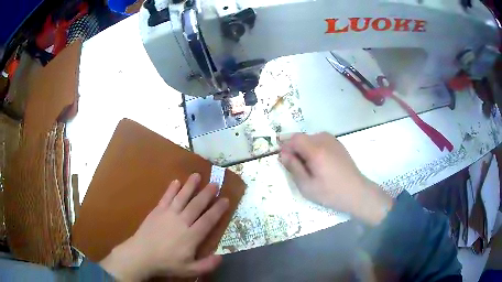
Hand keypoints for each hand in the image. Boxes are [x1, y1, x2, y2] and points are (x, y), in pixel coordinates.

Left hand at [99, 173, 228, 280]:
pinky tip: (176, 181)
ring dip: (190, 186)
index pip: (208, 220)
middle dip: (207, 194)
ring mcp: (168, 214)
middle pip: (197, 205)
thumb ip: (207, 265)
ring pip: (182, 197)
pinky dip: (171, 189)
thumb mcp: (190, 270)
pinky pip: (166, 197)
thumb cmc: (166, 263)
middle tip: (215, 183)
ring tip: (197, 175)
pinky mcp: (157, 211)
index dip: (218, 209)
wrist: (141, 255)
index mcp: (191, 236)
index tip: (225, 199)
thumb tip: (221, 256)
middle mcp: (182, 221)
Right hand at [279, 133, 392, 225]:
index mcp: (316, 150)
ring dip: (304, 148)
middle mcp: (324, 140)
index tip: (282, 158)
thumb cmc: (330, 193)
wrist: (356, 192)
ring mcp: (333, 141)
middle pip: (302, 138)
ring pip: (311, 139)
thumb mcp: (307, 186)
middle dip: (294, 148)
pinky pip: (320, 141)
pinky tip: (318, 163)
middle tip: (294, 166)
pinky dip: (314, 148)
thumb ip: (293, 168)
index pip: (294, 139)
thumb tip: (282, 154)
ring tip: (307, 166)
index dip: (285, 146)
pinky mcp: (338, 144)